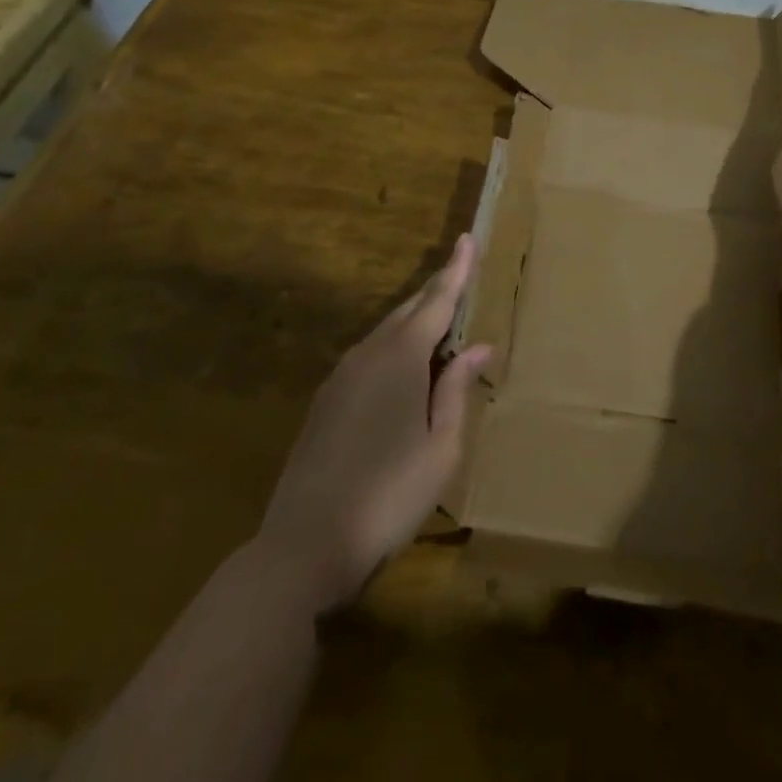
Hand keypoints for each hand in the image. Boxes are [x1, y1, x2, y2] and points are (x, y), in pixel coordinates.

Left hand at [257, 234, 492, 612]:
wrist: (303, 545)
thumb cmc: (388, 495)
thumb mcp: (440, 447)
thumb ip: (457, 390)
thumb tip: (478, 347)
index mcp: (401, 358)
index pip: (437, 301)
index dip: (457, 270)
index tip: (467, 236)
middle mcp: (368, 355)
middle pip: (409, 310)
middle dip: (437, 289)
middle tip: (460, 271)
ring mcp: (340, 377)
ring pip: (386, 331)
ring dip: (415, 318)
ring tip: (439, 316)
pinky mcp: (325, 402)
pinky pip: (368, 355)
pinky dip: (393, 345)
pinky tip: (403, 366)